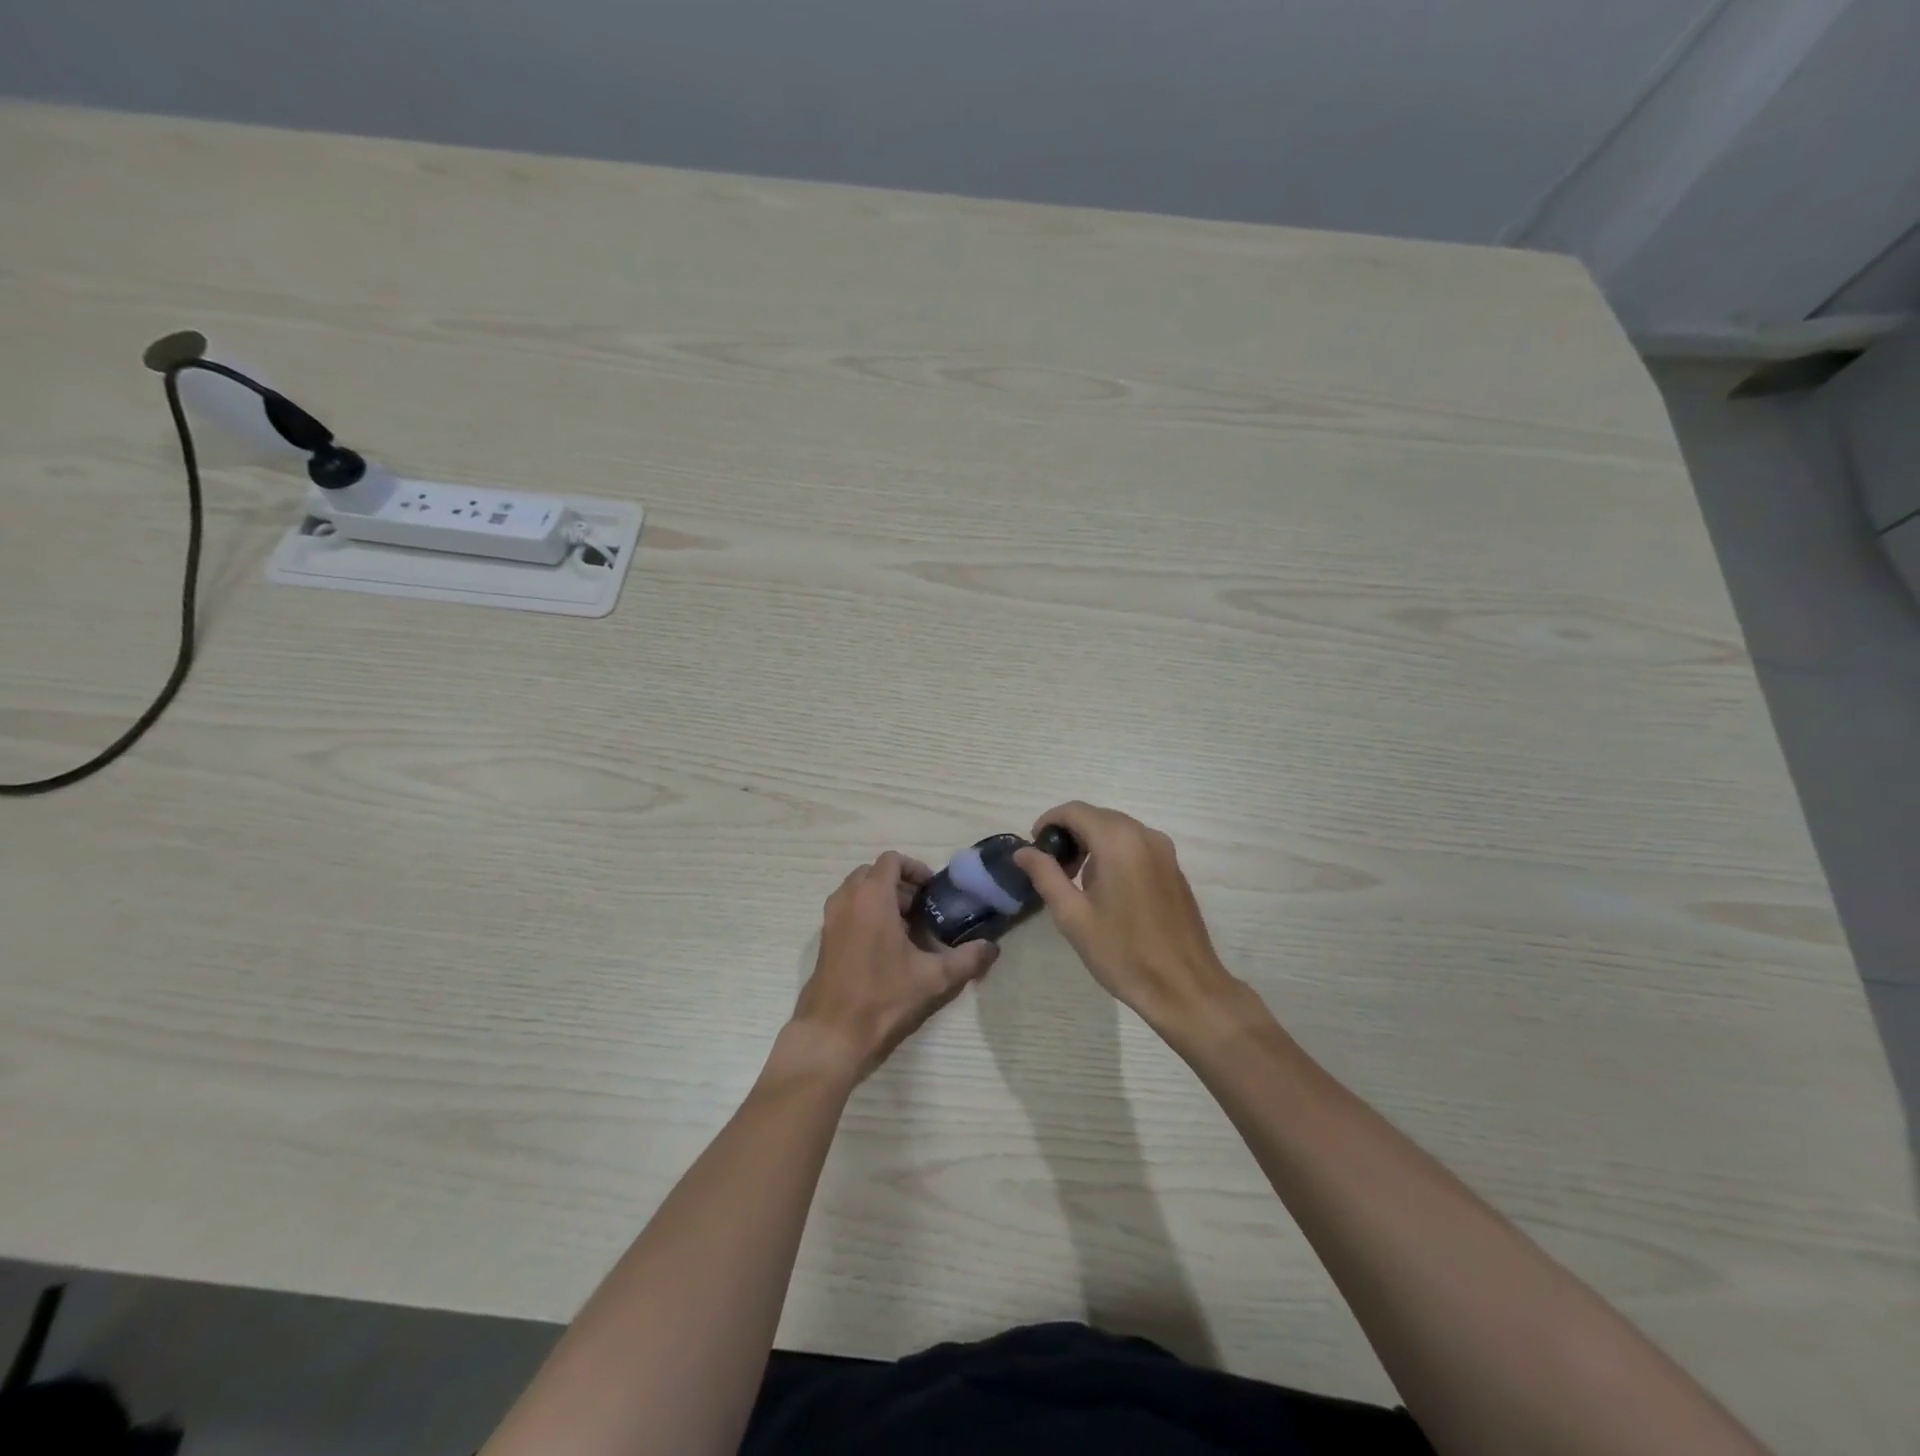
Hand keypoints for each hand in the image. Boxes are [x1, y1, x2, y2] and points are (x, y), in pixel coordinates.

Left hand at [787, 851, 998, 1083]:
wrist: (832, 1034)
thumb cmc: (883, 997)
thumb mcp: (933, 978)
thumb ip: (967, 959)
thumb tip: (992, 948)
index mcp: (871, 897)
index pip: (892, 860)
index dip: (915, 869)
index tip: (933, 891)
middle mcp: (847, 900)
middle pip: (874, 873)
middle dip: (899, 884)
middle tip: (923, 909)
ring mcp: (831, 919)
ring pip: (858, 891)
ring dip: (882, 898)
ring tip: (907, 927)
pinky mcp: (824, 939)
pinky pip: (847, 910)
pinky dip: (866, 914)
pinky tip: (886, 947)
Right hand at [1014, 802, 1238, 1030]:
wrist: (1185, 988)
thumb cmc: (1123, 953)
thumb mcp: (1073, 916)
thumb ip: (1045, 875)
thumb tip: (1023, 851)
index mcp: (1118, 841)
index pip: (1074, 811)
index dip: (1048, 822)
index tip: (1034, 850)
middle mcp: (1144, 835)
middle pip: (1097, 817)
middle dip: (1069, 835)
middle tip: (1052, 870)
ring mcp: (1164, 851)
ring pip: (1117, 830)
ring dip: (1091, 845)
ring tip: (1076, 884)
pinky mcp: (1174, 868)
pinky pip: (1136, 846)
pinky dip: (1113, 854)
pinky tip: (1107, 892)